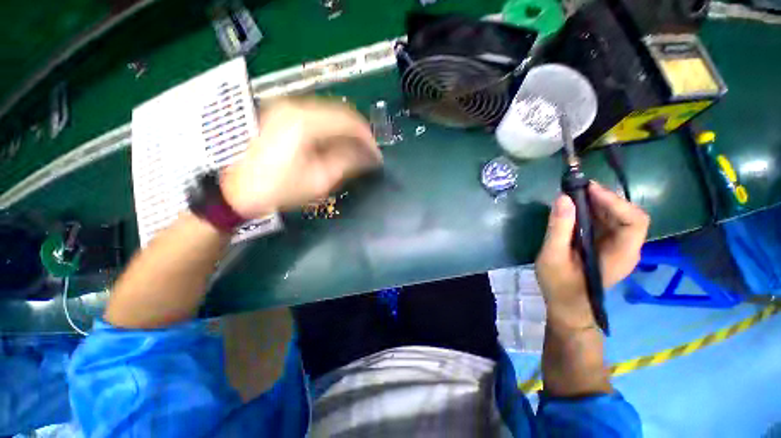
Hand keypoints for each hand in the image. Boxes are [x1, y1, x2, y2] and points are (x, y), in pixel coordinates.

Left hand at [222, 99, 381, 217]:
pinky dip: (332, 129)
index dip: (367, 137)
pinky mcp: (283, 114)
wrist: (241, 190)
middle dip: (358, 133)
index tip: (376, 154)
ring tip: (356, 150)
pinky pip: (317, 116)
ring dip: (346, 131)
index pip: (347, 121)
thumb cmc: (281, 189)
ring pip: (330, 112)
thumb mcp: (320, 180)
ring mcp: (286, 107)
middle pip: (340, 112)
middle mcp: (295, 107)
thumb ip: (347, 163)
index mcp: (304, 123)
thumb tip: (368, 156)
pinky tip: (337, 143)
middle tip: (368, 152)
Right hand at [535, 182, 649, 329]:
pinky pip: (607, 223)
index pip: (634, 220)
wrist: (567, 306)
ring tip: (574, 195)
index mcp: (621, 254)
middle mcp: (627, 249)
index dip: (614, 201)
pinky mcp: (607, 247)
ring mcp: (618, 248)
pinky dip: (593, 212)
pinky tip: (576, 209)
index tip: (588, 189)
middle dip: (605, 199)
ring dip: (599, 203)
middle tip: (577, 189)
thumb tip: (562, 198)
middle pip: (628, 215)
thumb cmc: (560, 285)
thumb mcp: (553, 256)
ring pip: (618, 217)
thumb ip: (559, 228)